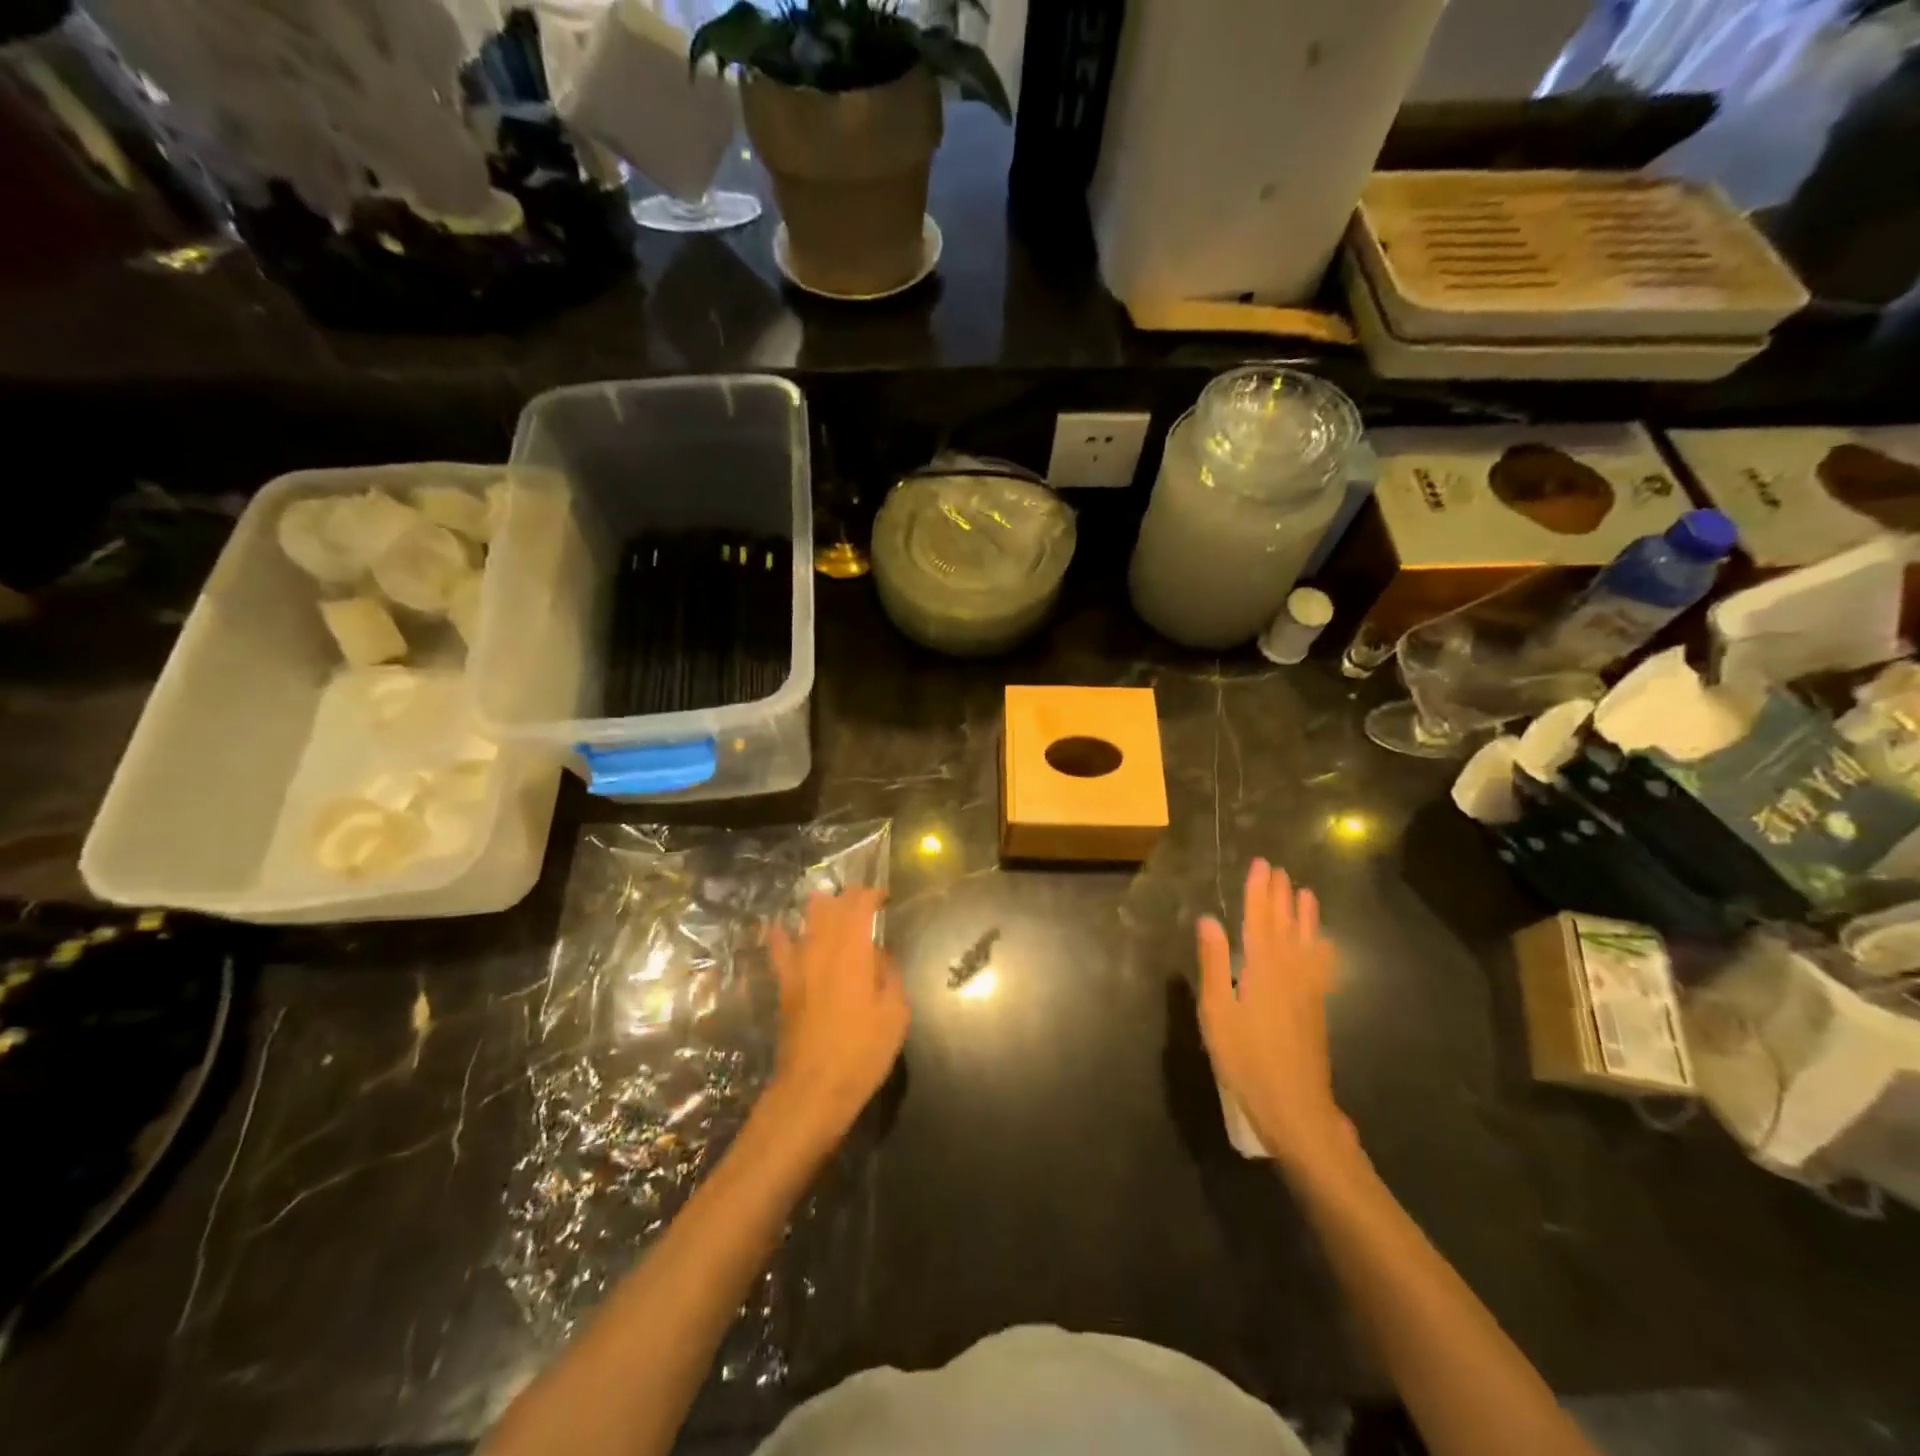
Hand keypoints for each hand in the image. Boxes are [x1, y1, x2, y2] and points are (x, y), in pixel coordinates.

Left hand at [764, 887, 908, 1143]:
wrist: (814, 1088)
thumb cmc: (862, 1052)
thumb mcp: (895, 1014)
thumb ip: (890, 976)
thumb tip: (880, 955)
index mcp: (854, 953)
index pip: (859, 906)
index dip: (871, 894)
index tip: (884, 896)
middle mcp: (823, 950)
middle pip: (832, 907)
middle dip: (848, 897)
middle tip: (863, 901)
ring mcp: (799, 966)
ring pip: (807, 921)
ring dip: (821, 908)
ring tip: (832, 906)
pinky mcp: (785, 985)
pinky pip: (778, 949)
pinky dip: (780, 934)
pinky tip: (780, 927)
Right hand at [1197, 859, 1354, 1177]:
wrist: (1295, 1106)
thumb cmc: (1245, 1058)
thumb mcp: (1217, 1012)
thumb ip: (1214, 963)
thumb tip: (1210, 919)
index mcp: (1262, 968)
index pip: (1260, 919)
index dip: (1259, 892)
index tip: (1261, 865)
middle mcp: (1289, 971)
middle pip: (1285, 926)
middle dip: (1281, 896)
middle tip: (1280, 870)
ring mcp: (1308, 991)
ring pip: (1306, 943)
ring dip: (1304, 916)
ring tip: (1305, 893)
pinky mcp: (1317, 1009)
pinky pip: (1321, 967)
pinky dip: (1322, 949)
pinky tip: (1325, 944)